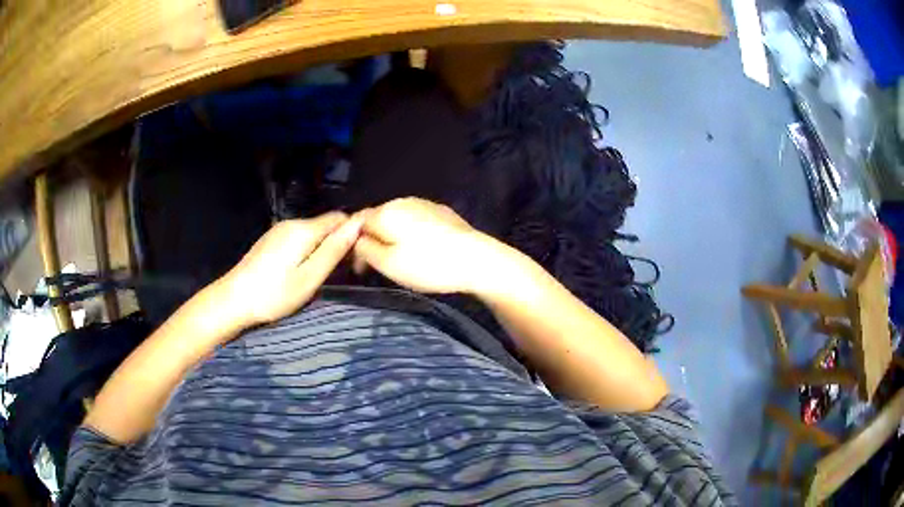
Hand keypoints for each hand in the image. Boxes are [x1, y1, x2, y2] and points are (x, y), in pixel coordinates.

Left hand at [219, 212, 363, 326]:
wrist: (233, 300)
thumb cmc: (274, 294)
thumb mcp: (309, 277)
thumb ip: (334, 250)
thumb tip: (358, 224)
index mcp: (304, 229)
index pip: (341, 218)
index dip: (354, 235)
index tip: (358, 261)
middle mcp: (292, 223)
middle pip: (326, 225)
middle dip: (339, 244)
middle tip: (341, 275)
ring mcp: (279, 230)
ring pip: (313, 233)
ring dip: (323, 249)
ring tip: (322, 276)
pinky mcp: (271, 240)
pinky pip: (299, 239)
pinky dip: (308, 251)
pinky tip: (302, 272)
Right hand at [353, 198, 499, 293]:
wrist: (476, 259)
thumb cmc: (428, 264)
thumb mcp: (388, 264)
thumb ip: (365, 249)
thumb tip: (357, 240)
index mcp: (386, 211)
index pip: (357, 222)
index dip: (353, 243)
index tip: (359, 266)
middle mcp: (402, 201)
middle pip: (378, 218)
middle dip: (373, 239)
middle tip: (377, 266)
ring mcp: (425, 204)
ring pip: (398, 219)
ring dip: (392, 236)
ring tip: (400, 259)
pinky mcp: (442, 212)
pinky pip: (416, 220)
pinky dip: (411, 233)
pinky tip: (421, 249)